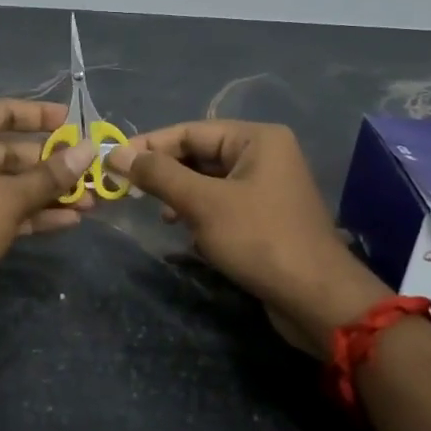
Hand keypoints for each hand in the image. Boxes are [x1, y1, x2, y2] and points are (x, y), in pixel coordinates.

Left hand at [0, 99, 98, 343]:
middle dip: (49, 165)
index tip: (72, 121)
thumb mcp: (9, 197)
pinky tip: (68, 221)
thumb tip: (89, 150)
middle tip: (90, 171)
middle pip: (6, 152)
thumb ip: (50, 175)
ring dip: (45, 193)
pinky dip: (29, 214)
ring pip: (5, 185)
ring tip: (90, 200)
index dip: (37, 116)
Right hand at [106, 121, 390, 356]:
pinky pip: (222, 203)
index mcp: (256, 139)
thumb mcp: (203, 204)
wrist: (317, 299)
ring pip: (208, 181)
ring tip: (155, 212)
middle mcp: (264, 155)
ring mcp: (267, 187)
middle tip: (126, 188)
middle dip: (164, 171)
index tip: (112, 161)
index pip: (190, 131)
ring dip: (179, 194)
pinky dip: (198, 212)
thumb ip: (159, 175)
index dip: (150, 146)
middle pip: (200, 153)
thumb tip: (116, 154)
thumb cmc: (259, 240)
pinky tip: (182, 230)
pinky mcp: (265, 216)